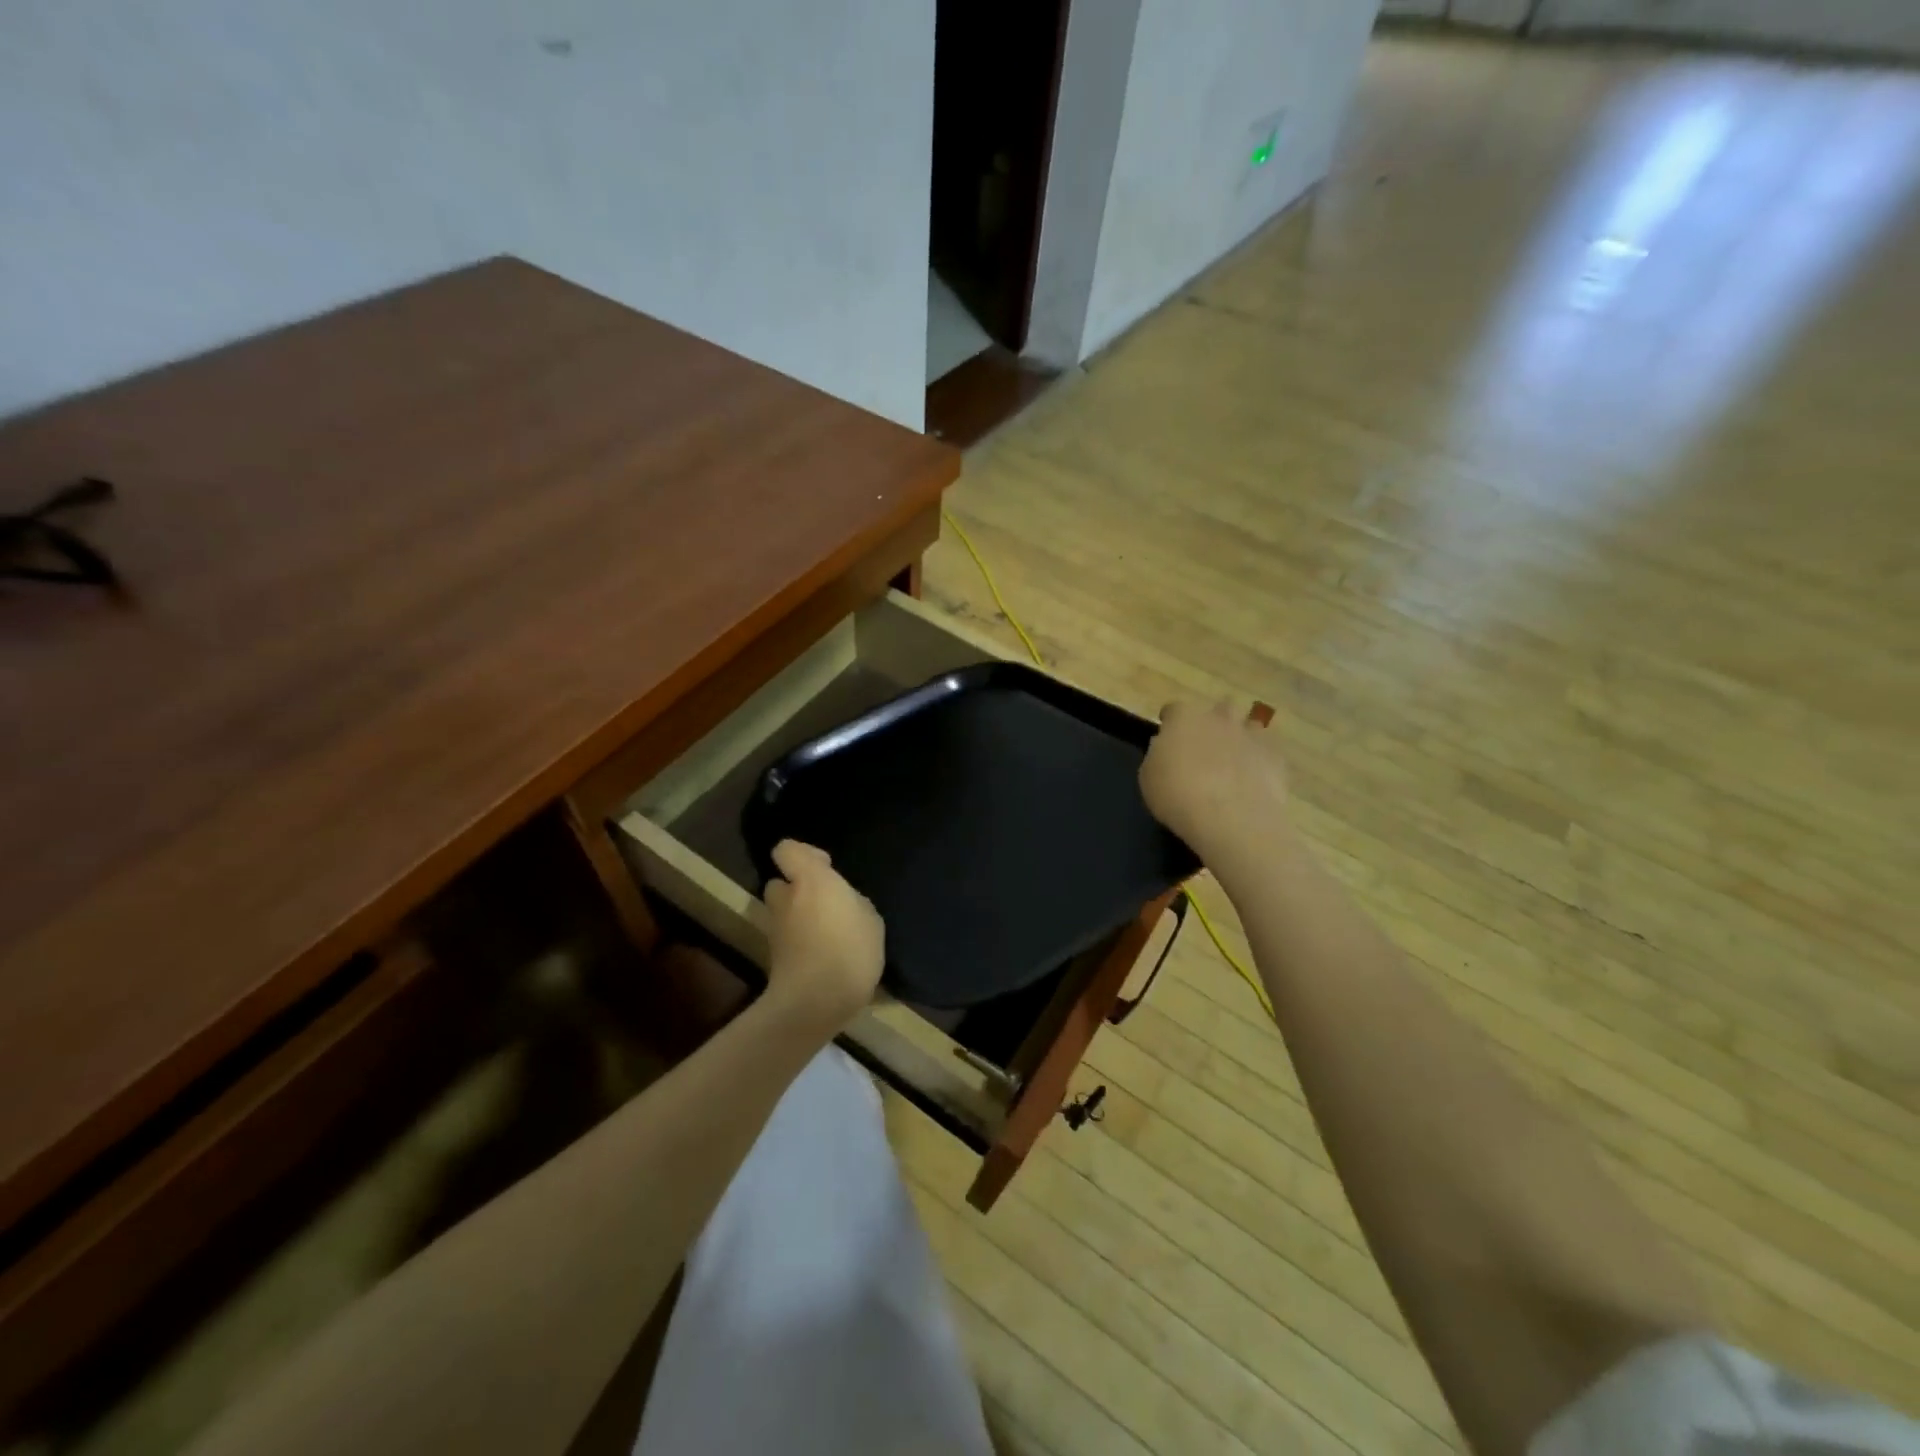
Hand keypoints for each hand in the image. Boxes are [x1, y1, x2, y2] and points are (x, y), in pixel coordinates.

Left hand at [762, 840, 884, 1037]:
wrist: (814, 1002)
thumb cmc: (849, 951)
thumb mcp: (871, 920)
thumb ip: (853, 902)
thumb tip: (844, 903)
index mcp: (812, 880)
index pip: (786, 850)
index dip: (803, 854)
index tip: (826, 868)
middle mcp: (787, 897)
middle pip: (780, 882)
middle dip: (797, 888)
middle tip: (824, 902)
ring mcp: (776, 927)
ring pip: (782, 910)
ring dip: (797, 914)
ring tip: (825, 930)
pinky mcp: (773, 955)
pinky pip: (787, 936)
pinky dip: (798, 939)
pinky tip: (822, 953)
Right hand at [1139, 700, 1288, 859]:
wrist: (1231, 818)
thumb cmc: (1178, 796)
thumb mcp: (1149, 777)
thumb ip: (1159, 755)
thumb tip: (1168, 749)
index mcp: (1184, 718)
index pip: (1174, 709)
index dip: (1171, 722)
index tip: (1168, 737)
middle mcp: (1220, 718)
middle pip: (1218, 708)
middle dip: (1213, 722)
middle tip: (1206, 747)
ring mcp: (1251, 735)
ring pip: (1248, 725)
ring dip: (1241, 737)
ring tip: (1234, 762)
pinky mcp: (1276, 757)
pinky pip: (1268, 751)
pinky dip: (1261, 760)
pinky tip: (1253, 779)